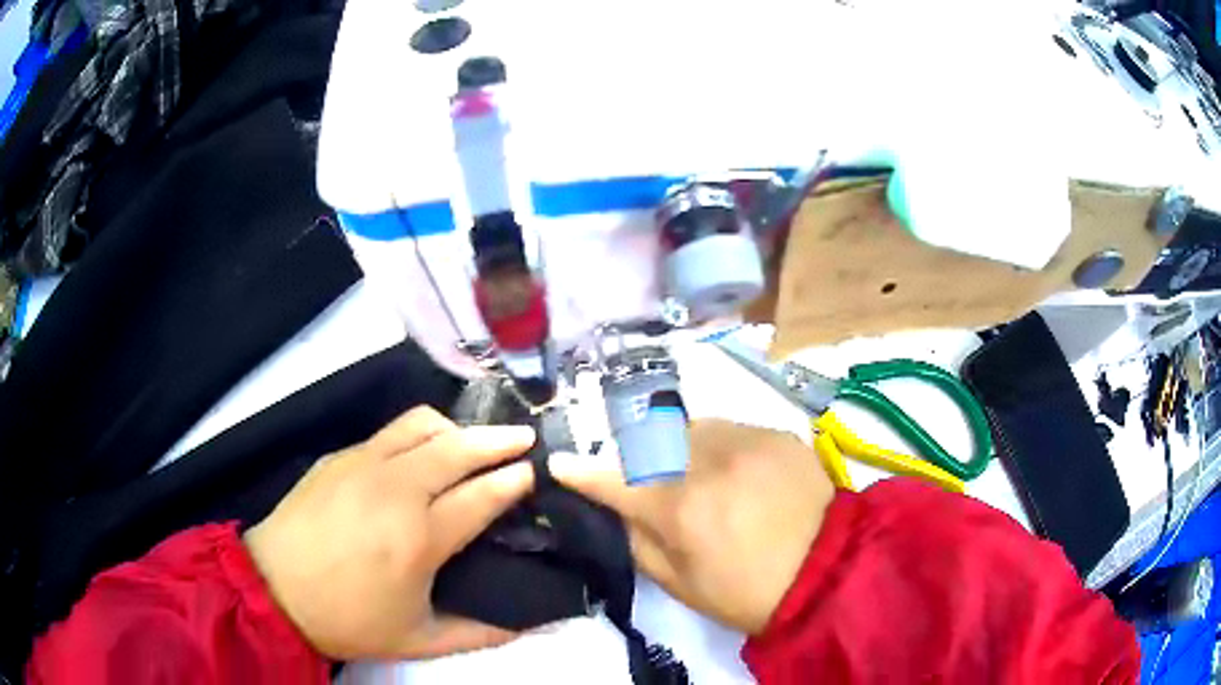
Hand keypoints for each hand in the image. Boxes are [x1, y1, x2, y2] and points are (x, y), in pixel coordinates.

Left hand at [243, 406, 535, 659]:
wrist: (275, 590)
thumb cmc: (349, 620)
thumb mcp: (420, 642)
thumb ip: (481, 632)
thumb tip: (529, 624)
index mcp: (418, 538)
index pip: (482, 494)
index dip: (517, 479)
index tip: (538, 472)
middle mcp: (394, 490)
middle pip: (458, 447)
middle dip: (501, 439)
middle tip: (526, 440)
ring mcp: (362, 464)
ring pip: (422, 424)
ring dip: (458, 429)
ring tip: (474, 444)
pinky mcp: (338, 457)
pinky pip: (389, 433)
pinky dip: (420, 435)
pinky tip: (422, 456)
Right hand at [550, 420, 833, 633]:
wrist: (827, 572)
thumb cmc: (745, 591)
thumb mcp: (679, 583)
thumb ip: (638, 539)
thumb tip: (617, 507)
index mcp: (679, 507)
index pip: (614, 479)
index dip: (581, 473)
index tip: (559, 464)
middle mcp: (707, 461)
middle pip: (648, 441)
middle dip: (635, 457)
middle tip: (642, 478)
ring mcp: (745, 440)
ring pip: (688, 427)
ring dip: (676, 447)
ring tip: (692, 472)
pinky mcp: (776, 434)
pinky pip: (729, 428)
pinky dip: (717, 445)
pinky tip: (732, 470)